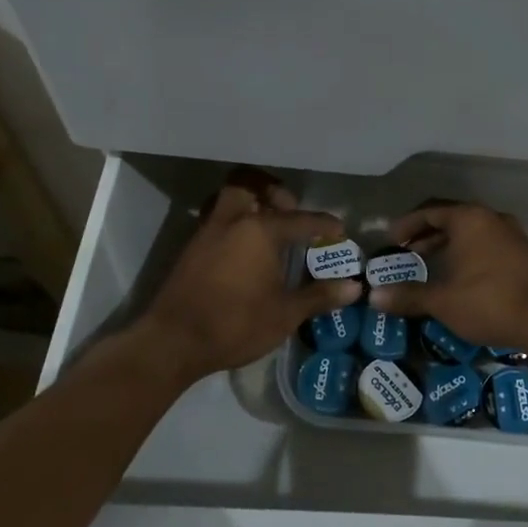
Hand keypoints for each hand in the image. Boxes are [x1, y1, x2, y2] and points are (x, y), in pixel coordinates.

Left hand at [131, 179, 360, 384]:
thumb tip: (354, 288)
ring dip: (248, 204)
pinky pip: (216, 220)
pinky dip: (233, 223)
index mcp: (260, 230)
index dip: (324, 224)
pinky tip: (244, 250)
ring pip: (228, 200)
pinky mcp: (191, 249)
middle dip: (272, 192)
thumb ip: (319, 296)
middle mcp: (232, 221)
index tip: (339, 230)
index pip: (301, 220)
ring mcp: (207, 233)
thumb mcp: (285, 313)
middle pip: (250, 185)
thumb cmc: (236, 323)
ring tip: (267, 227)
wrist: (173, 341)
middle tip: (289, 211)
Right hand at [367, 202, 527, 353]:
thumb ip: (408, 295)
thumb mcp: (442, 301)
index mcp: (468, 219)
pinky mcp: (524, 254)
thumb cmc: (488, 301)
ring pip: (471, 233)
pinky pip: (487, 245)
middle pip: (451, 219)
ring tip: (429, 265)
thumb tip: (374, 297)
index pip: (429, 211)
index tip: (390, 241)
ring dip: (448, 246)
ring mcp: (511, 235)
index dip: (406, 225)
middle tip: (406, 253)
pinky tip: (460, 277)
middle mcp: (491, 218)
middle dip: (426, 235)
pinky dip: (467, 254)